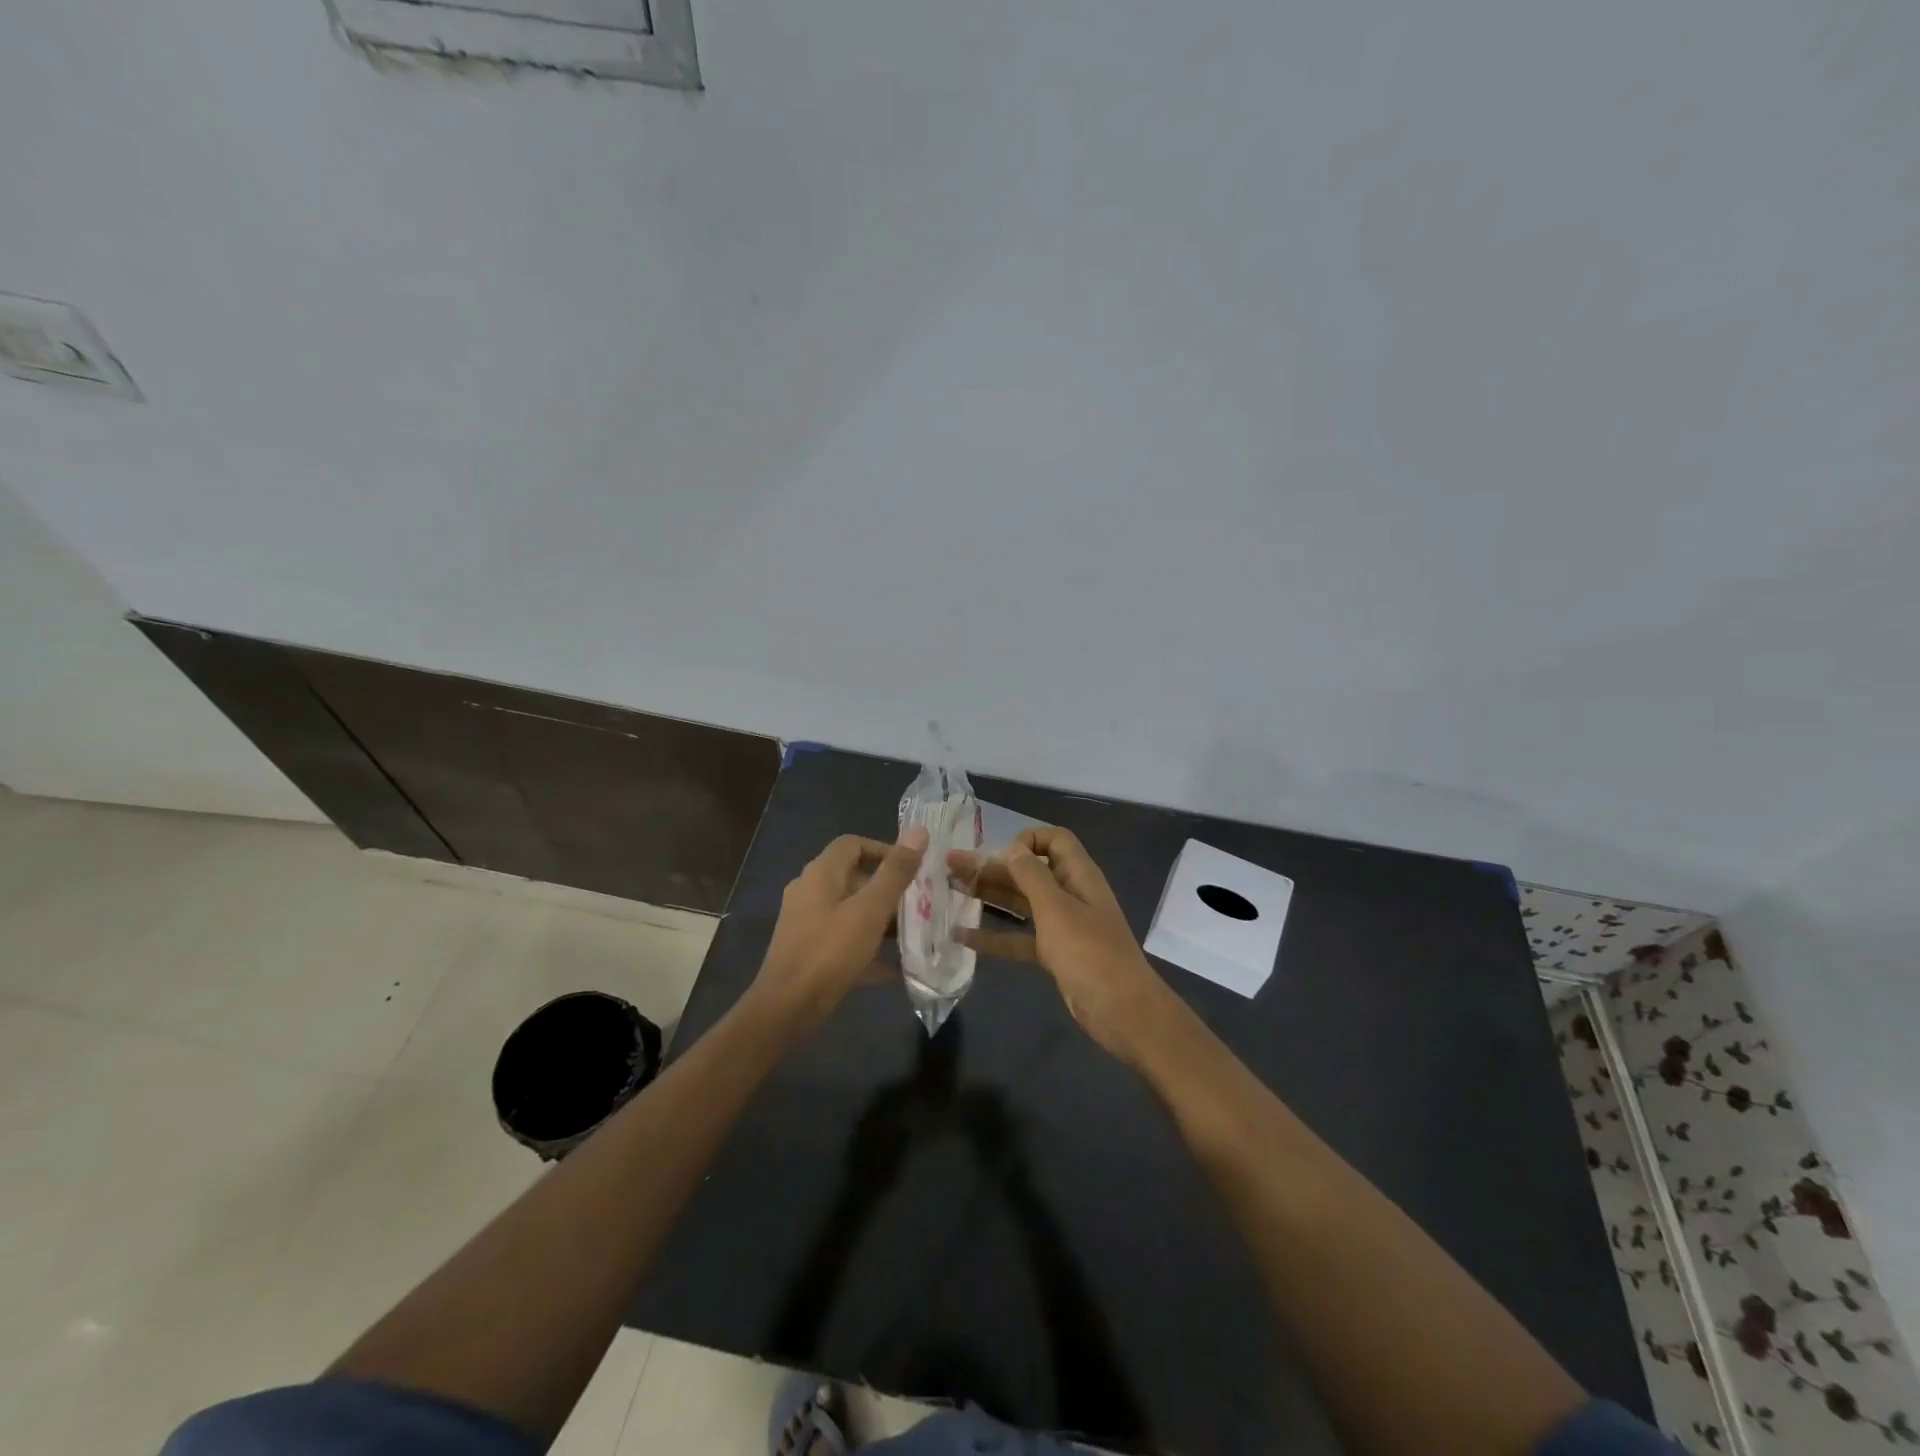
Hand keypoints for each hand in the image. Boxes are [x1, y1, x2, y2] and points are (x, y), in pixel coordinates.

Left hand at [752, 828, 928, 1033]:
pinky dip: (869, 948)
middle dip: (889, 889)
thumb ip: (896, 872)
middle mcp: (810, 892)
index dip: (884, 850)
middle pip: (855, 878)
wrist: (786, 1009)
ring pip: (852, 911)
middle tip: (921, 904)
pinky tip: (897, 969)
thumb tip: (920, 831)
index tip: (913, 869)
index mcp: (821, 874)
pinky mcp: (809, 951)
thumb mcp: (870, 910)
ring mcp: (807, 923)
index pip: (853, 844)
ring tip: (915, 934)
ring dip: (882, 920)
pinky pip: (845, 940)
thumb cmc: (830, 952)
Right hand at [948, 827, 1174, 1067]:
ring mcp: (1062, 926)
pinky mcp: (1054, 954)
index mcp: (1078, 876)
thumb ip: (1032, 876)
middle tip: (950, 865)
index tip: (1001, 855)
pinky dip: (994, 936)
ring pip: (1020, 903)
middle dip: (992, 867)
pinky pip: (1019, 938)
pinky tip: (962, 935)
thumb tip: (1012, 848)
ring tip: (950, 890)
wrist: (1122, 1012)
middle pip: (1028, 872)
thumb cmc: (1090, 953)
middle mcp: (1070, 895)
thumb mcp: (1057, 910)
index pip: (1054, 841)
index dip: (1028, 840)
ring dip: (988, 895)